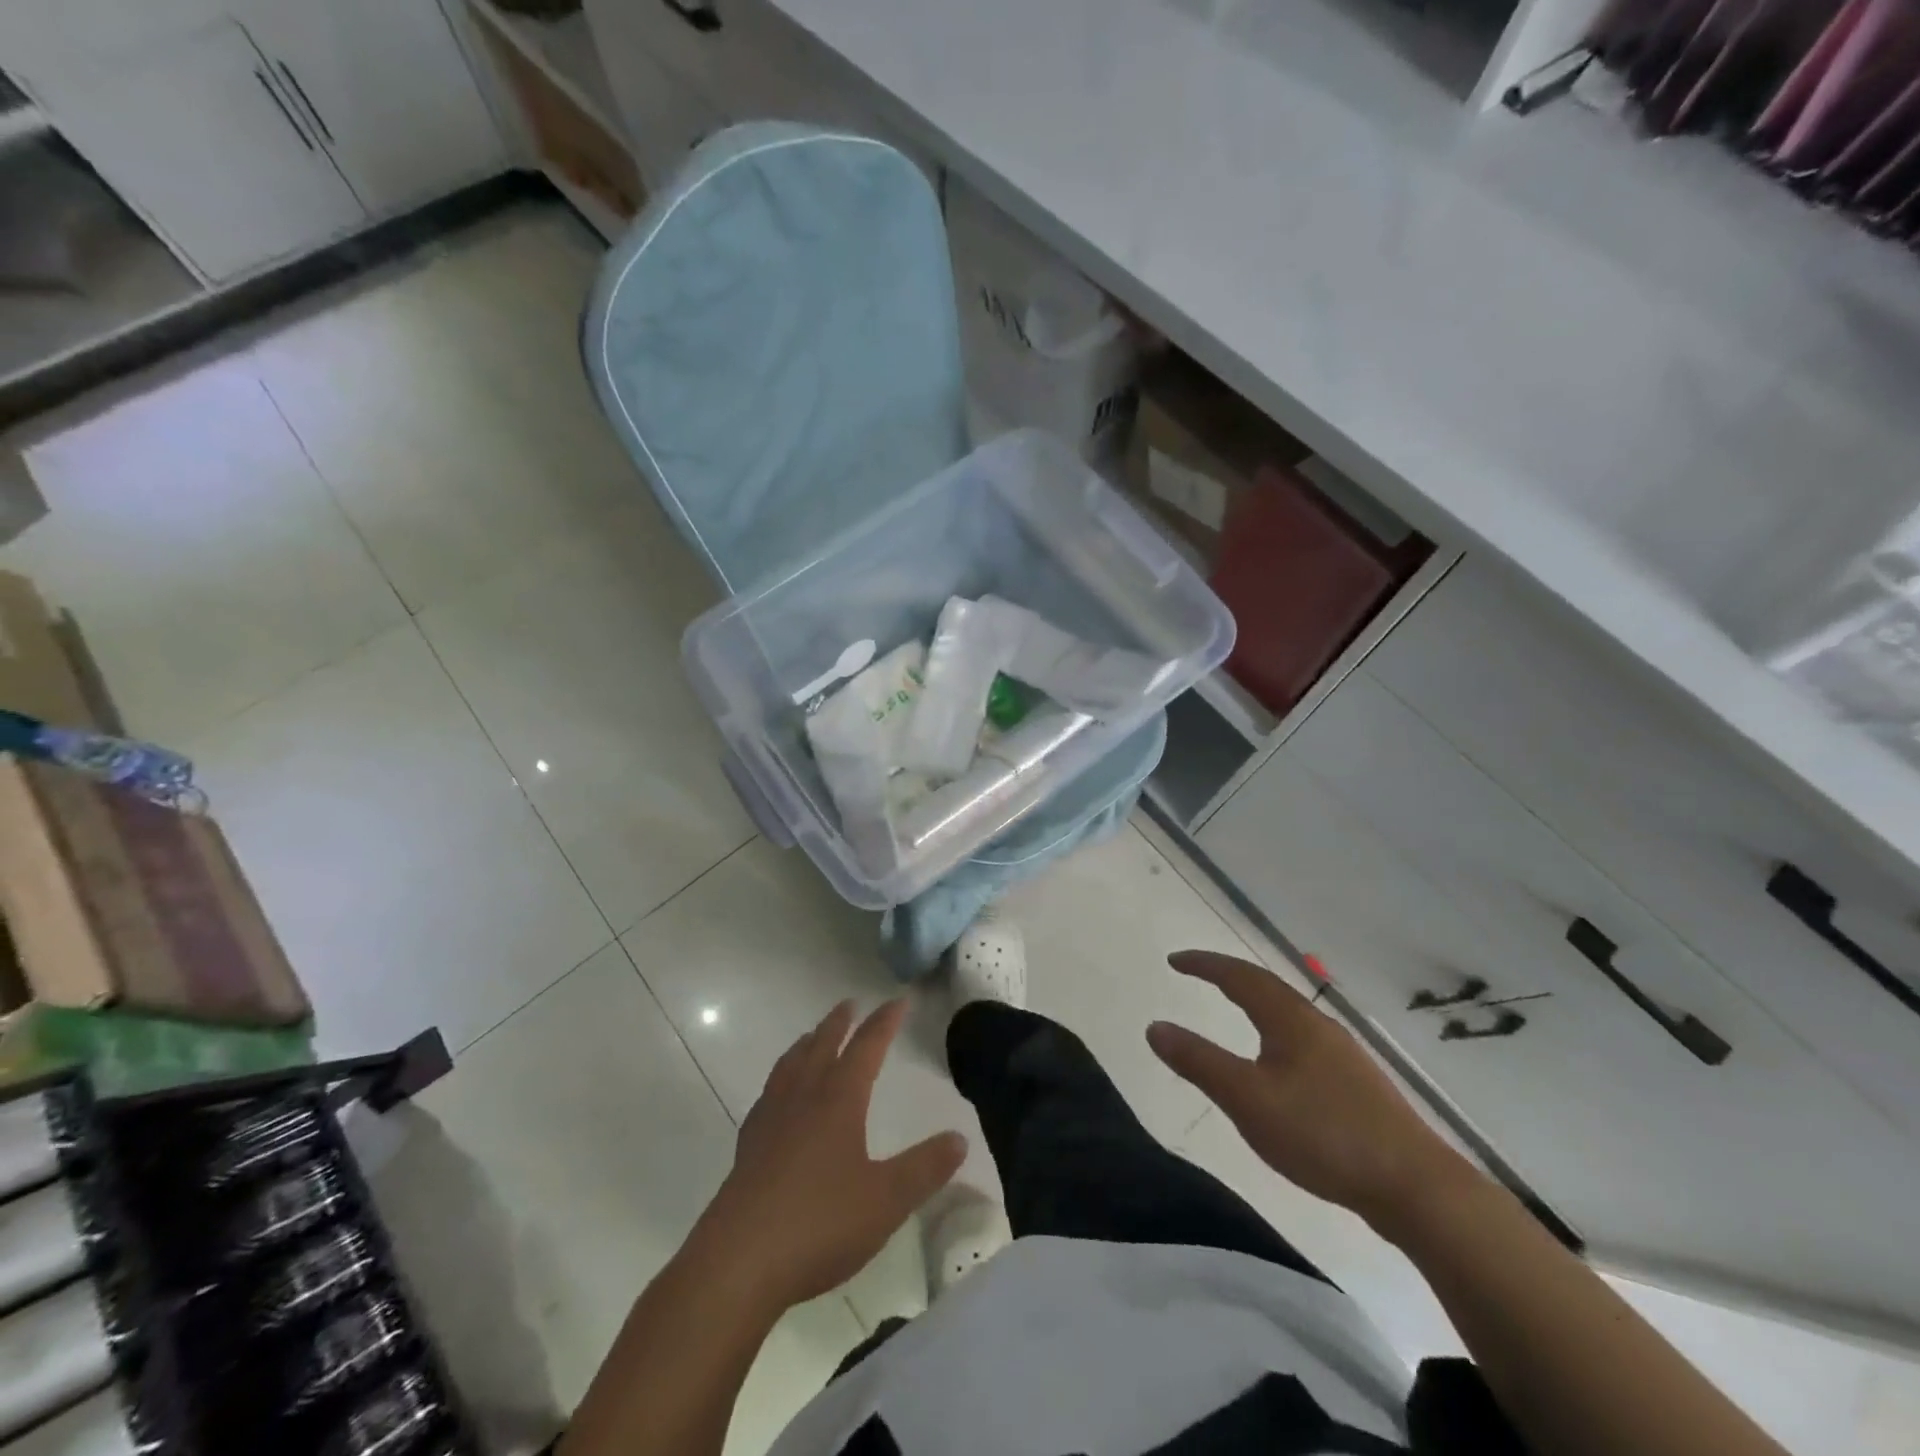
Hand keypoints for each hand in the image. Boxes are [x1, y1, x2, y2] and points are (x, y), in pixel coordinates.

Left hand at [698, 1000, 966, 1312]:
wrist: (738, 1263)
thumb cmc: (819, 1224)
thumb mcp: (886, 1200)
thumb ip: (925, 1168)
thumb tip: (959, 1138)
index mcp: (838, 1100)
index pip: (866, 1047)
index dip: (884, 1022)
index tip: (898, 1000)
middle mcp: (803, 1099)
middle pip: (821, 1046)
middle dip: (839, 1023)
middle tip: (849, 1004)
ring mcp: (770, 1121)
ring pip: (790, 1066)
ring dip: (805, 1044)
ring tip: (811, 1036)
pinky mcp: (748, 1148)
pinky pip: (768, 1095)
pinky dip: (780, 1080)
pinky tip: (777, 1097)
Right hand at [1147, 951, 1479, 1236]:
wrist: (1417, 1188)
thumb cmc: (1323, 1134)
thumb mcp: (1248, 1100)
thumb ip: (1199, 1062)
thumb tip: (1155, 1027)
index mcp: (1290, 1019)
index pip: (1239, 976)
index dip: (1205, 964)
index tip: (1174, 960)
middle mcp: (1317, 1025)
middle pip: (1268, 987)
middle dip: (1229, 976)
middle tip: (1199, 973)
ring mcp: (1343, 1055)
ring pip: (1289, 1013)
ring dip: (1255, 1001)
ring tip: (1233, 1007)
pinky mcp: (1357, 1085)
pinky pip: (1303, 1039)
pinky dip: (1275, 1030)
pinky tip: (1278, 1062)